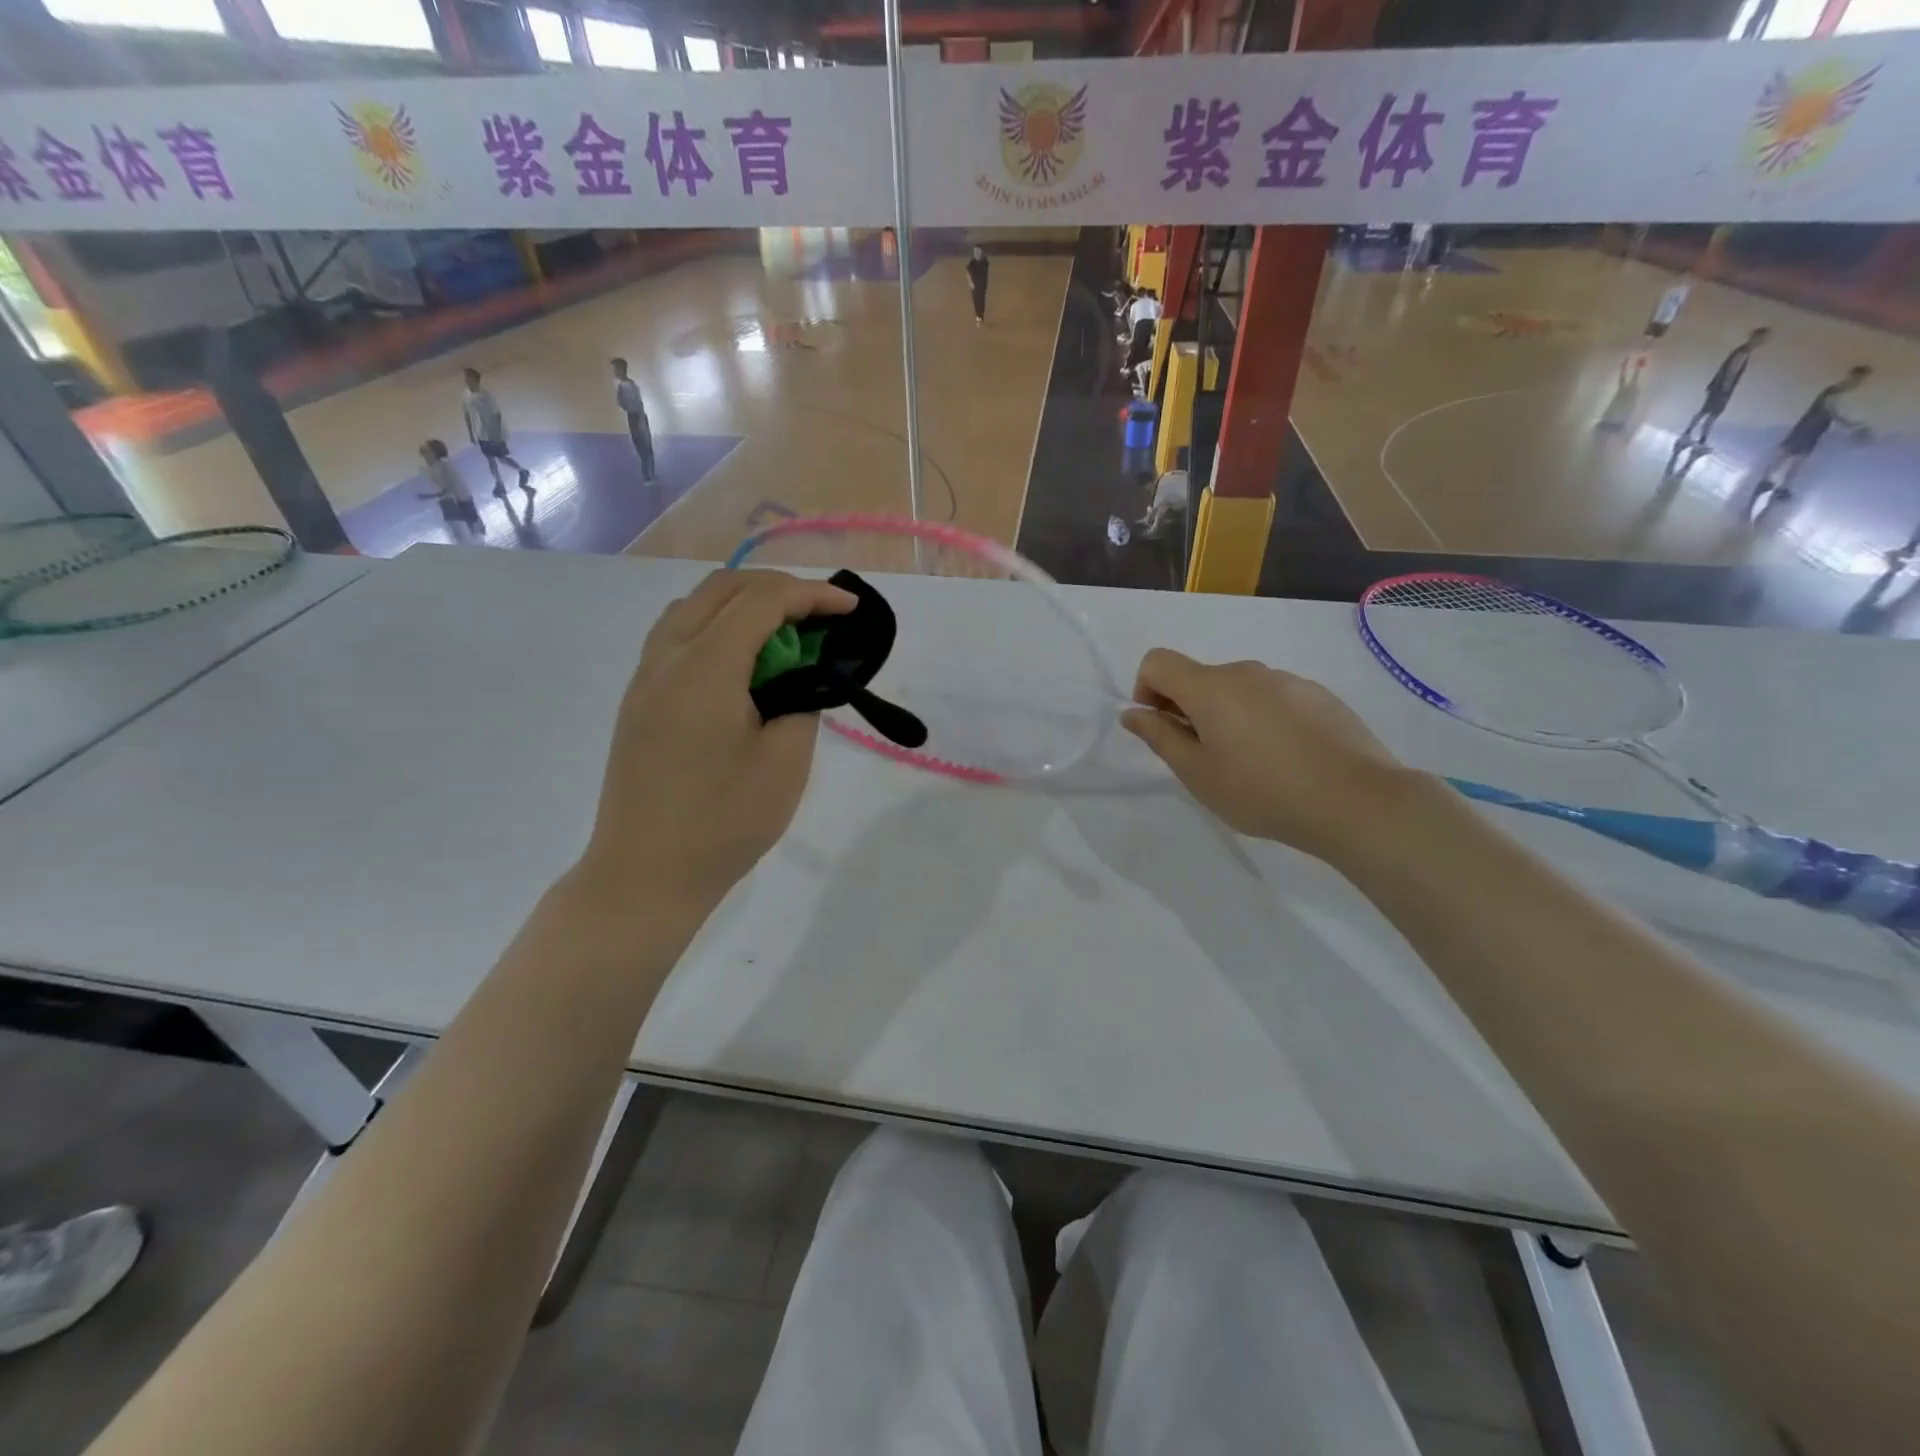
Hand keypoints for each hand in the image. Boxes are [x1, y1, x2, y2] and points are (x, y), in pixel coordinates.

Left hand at [576, 569, 855, 915]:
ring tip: (783, 632)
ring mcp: (645, 679)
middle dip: (777, 588)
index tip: (851, 608)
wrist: (645, 875)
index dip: (811, 595)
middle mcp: (666, 658)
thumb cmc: (723, 822)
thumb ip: (802, 701)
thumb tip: (801, 676)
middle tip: (820, 613)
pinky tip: (741, 662)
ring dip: (742, 604)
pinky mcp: (638, 702)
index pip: (762, 602)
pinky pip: (677, 637)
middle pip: (722, 590)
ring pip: (693, 608)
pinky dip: (716, 628)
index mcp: (704, 668)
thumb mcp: (786, 762)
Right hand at [1119, 649, 1424, 862]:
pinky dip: (1264, 719)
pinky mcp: (1319, 695)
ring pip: (1239, 690)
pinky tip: (1287, 759)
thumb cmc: (1261, 791)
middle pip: (1199, 677)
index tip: (1163, 728)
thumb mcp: (1198, 773)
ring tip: (1251, 764)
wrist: (1355, 800)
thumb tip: (1133, 713)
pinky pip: (1274, 698)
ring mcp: (1287, 680)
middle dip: (1188, 709)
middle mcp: (1246, 672)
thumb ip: (1160, 737)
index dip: (1146, 689)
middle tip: (1205, 759)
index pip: (1157, 661)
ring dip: (1228, 715)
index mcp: (1210, 687)